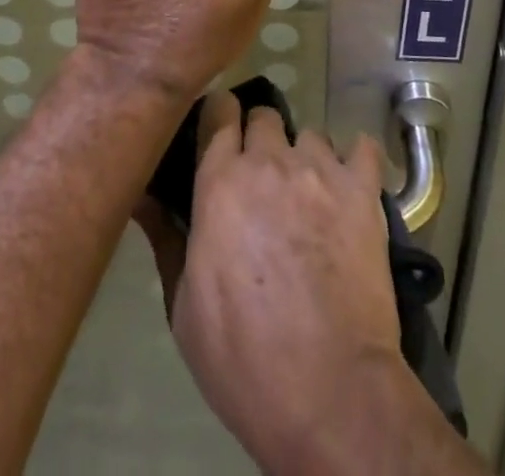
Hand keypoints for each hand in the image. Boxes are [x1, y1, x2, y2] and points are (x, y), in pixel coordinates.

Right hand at [139, 94, 403, 471]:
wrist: (329, 391)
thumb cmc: (243, 357)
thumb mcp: (183, 306)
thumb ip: (167, 238)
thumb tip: (140, 196)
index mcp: (221, 182)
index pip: (219, 113)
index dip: (220, 117)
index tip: (220, 131)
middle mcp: (269, 161)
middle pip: (264, 117)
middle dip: (261, 139)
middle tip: (263, 178)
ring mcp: (320, 170)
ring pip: (311, 134)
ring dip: (305, 157)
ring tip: (309, 194)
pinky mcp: (363, 190)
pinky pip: (364, 148)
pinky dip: (357, 160)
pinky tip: (353, 184)